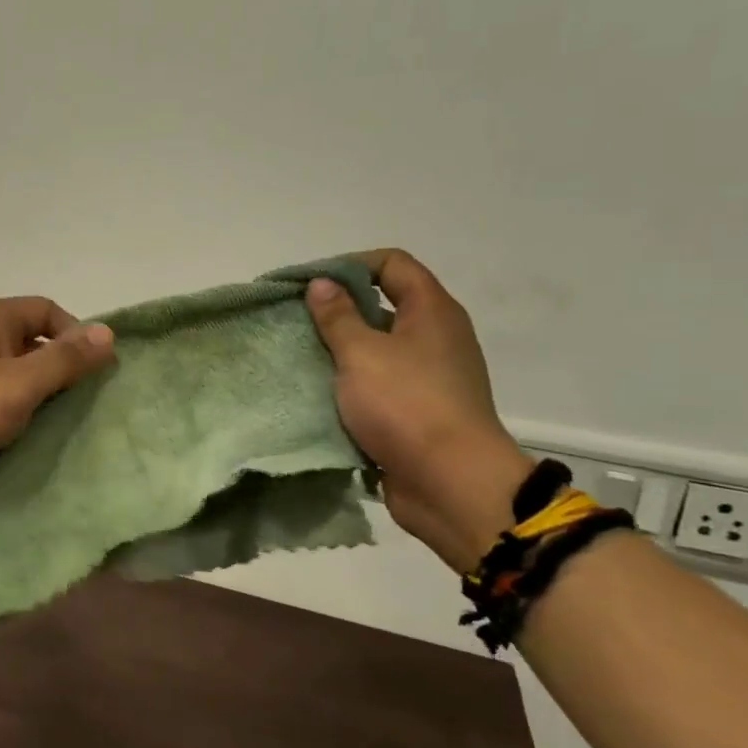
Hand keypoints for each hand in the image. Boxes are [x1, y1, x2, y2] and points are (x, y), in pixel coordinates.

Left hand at [0, 297, 115, 493]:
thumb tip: (108, 332)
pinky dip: (9, 410)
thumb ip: (65, 360)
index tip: (93, 372)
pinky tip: (20, 435)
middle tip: (79, 403)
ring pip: (10, 372)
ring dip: (33, 394)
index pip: (47, 310)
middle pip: (29, 341)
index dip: (75, 336)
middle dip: (57, 369)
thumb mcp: (20, 383)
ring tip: (54, 423)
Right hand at [305, 251, 532, 572]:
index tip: (311, 284)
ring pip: (378, 349)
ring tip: (301, 357)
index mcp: (432, 311)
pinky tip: (319, 393)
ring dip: (341, 352)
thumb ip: (338, 316)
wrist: (450, 483)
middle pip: (383, 306)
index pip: (392, 264)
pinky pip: (379, 386)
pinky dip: (351, 385)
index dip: (350, 265)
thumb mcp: (361, 353)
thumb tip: (322, 284)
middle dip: (339, 311)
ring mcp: (430, 377)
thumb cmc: (406, 405)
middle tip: (297, 321)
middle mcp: (436, 337)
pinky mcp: (418, 411)